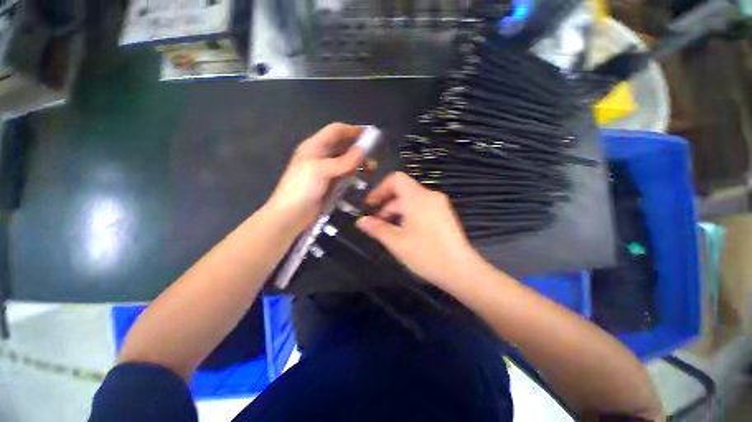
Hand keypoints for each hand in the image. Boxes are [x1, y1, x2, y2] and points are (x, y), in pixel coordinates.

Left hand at [266, 123, 363, 233]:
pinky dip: (354, 174)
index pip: (336, 131)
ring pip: (345, 161)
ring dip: (358, 162)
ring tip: (371, 168)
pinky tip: (362, 179)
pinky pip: (344, 175)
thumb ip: (343, 161)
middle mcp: (320, 156)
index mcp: (314, 147)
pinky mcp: (329, 184)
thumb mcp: (321, 171)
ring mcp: (325, 171)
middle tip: (374, 154)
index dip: (352, 130)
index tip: (370, 134)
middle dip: (358, 147)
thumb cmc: (301, 189)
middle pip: (342, 145)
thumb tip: (362, 151)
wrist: (290, 216)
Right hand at [356, 172, 482, 289]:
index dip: (380, 189)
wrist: (461, 270)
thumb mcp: (396, 242)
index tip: (370, 204)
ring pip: (412, 200)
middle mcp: (430, 196)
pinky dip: (409, 214)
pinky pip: (421, 207)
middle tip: (377, 223)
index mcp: (417, 198)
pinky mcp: (444, 214)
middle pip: (403, 191)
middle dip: (386, 205)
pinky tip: (405, 231)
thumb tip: (360, 221)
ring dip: (397, 211)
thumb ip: (377, 228)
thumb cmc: (426, 254)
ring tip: (389, 230)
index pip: (396, 179)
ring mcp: (439, 204)